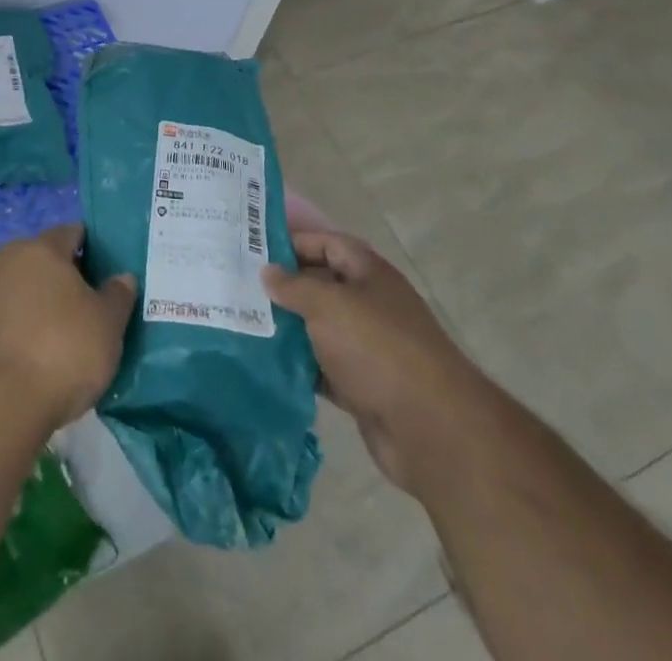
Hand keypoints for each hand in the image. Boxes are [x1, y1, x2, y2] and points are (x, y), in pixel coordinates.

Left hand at [0, 224, 137, 429]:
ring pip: (36, 290)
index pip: (74, 232)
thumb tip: (122, 277)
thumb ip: (118, 294)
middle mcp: (13, 261)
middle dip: (77, 278)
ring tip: (85, 331)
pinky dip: (40, 327)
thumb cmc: (65, 346)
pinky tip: (59, 351)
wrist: (6, 402)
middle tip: (105, 302)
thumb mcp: (108, 321)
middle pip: (52, 261)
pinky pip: (23, 317)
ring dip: (57, 304)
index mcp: (42, 247)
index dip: (98, 248)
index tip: (116, 270)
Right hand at [265, 229, 488, 492]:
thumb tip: (268, 272)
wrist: (432, 429)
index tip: (253, 248)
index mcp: (368, 274)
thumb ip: (294, 286)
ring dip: (289, 328)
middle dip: (285, 286)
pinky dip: (301, 366)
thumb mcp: (329, 305)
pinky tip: (268, 365)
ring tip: (245, 323)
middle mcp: (370, 304)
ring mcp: (369, 347)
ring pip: (320, 328)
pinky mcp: (364, 386)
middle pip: (322, 285)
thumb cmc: (378, 349)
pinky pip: (324, 368)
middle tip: (240, 287)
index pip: (327, 243)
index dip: (293, 242)